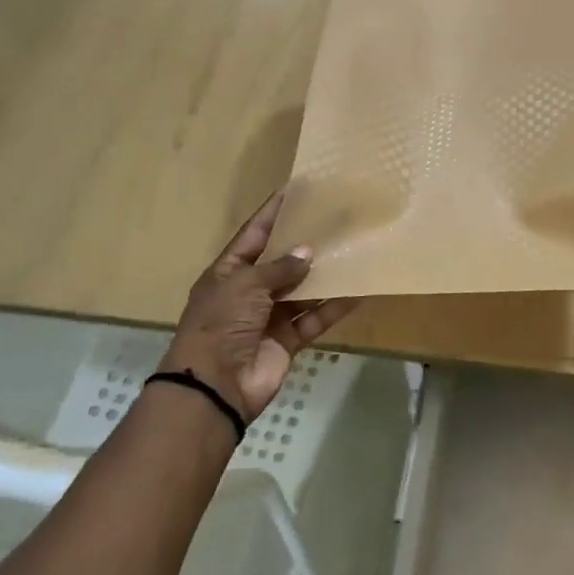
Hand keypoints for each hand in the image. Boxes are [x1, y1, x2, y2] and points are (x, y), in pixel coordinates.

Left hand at [162, 192, 359, 419]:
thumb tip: (307, 252)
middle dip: (305, 244)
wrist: (216, 384)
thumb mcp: (245, 285)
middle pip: (281, 262)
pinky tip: (358, 292)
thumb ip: (279, 268)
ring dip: (324, 275)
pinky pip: (314, 318)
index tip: (295, 191)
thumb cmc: (221, 323)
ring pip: (302, 290)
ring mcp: (269, 317)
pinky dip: (333, 307)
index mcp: (228, 273)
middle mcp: (248, 292)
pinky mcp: (288, 340)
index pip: (253, 235)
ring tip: (351, 252)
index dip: (272, 214)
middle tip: (335, 221)